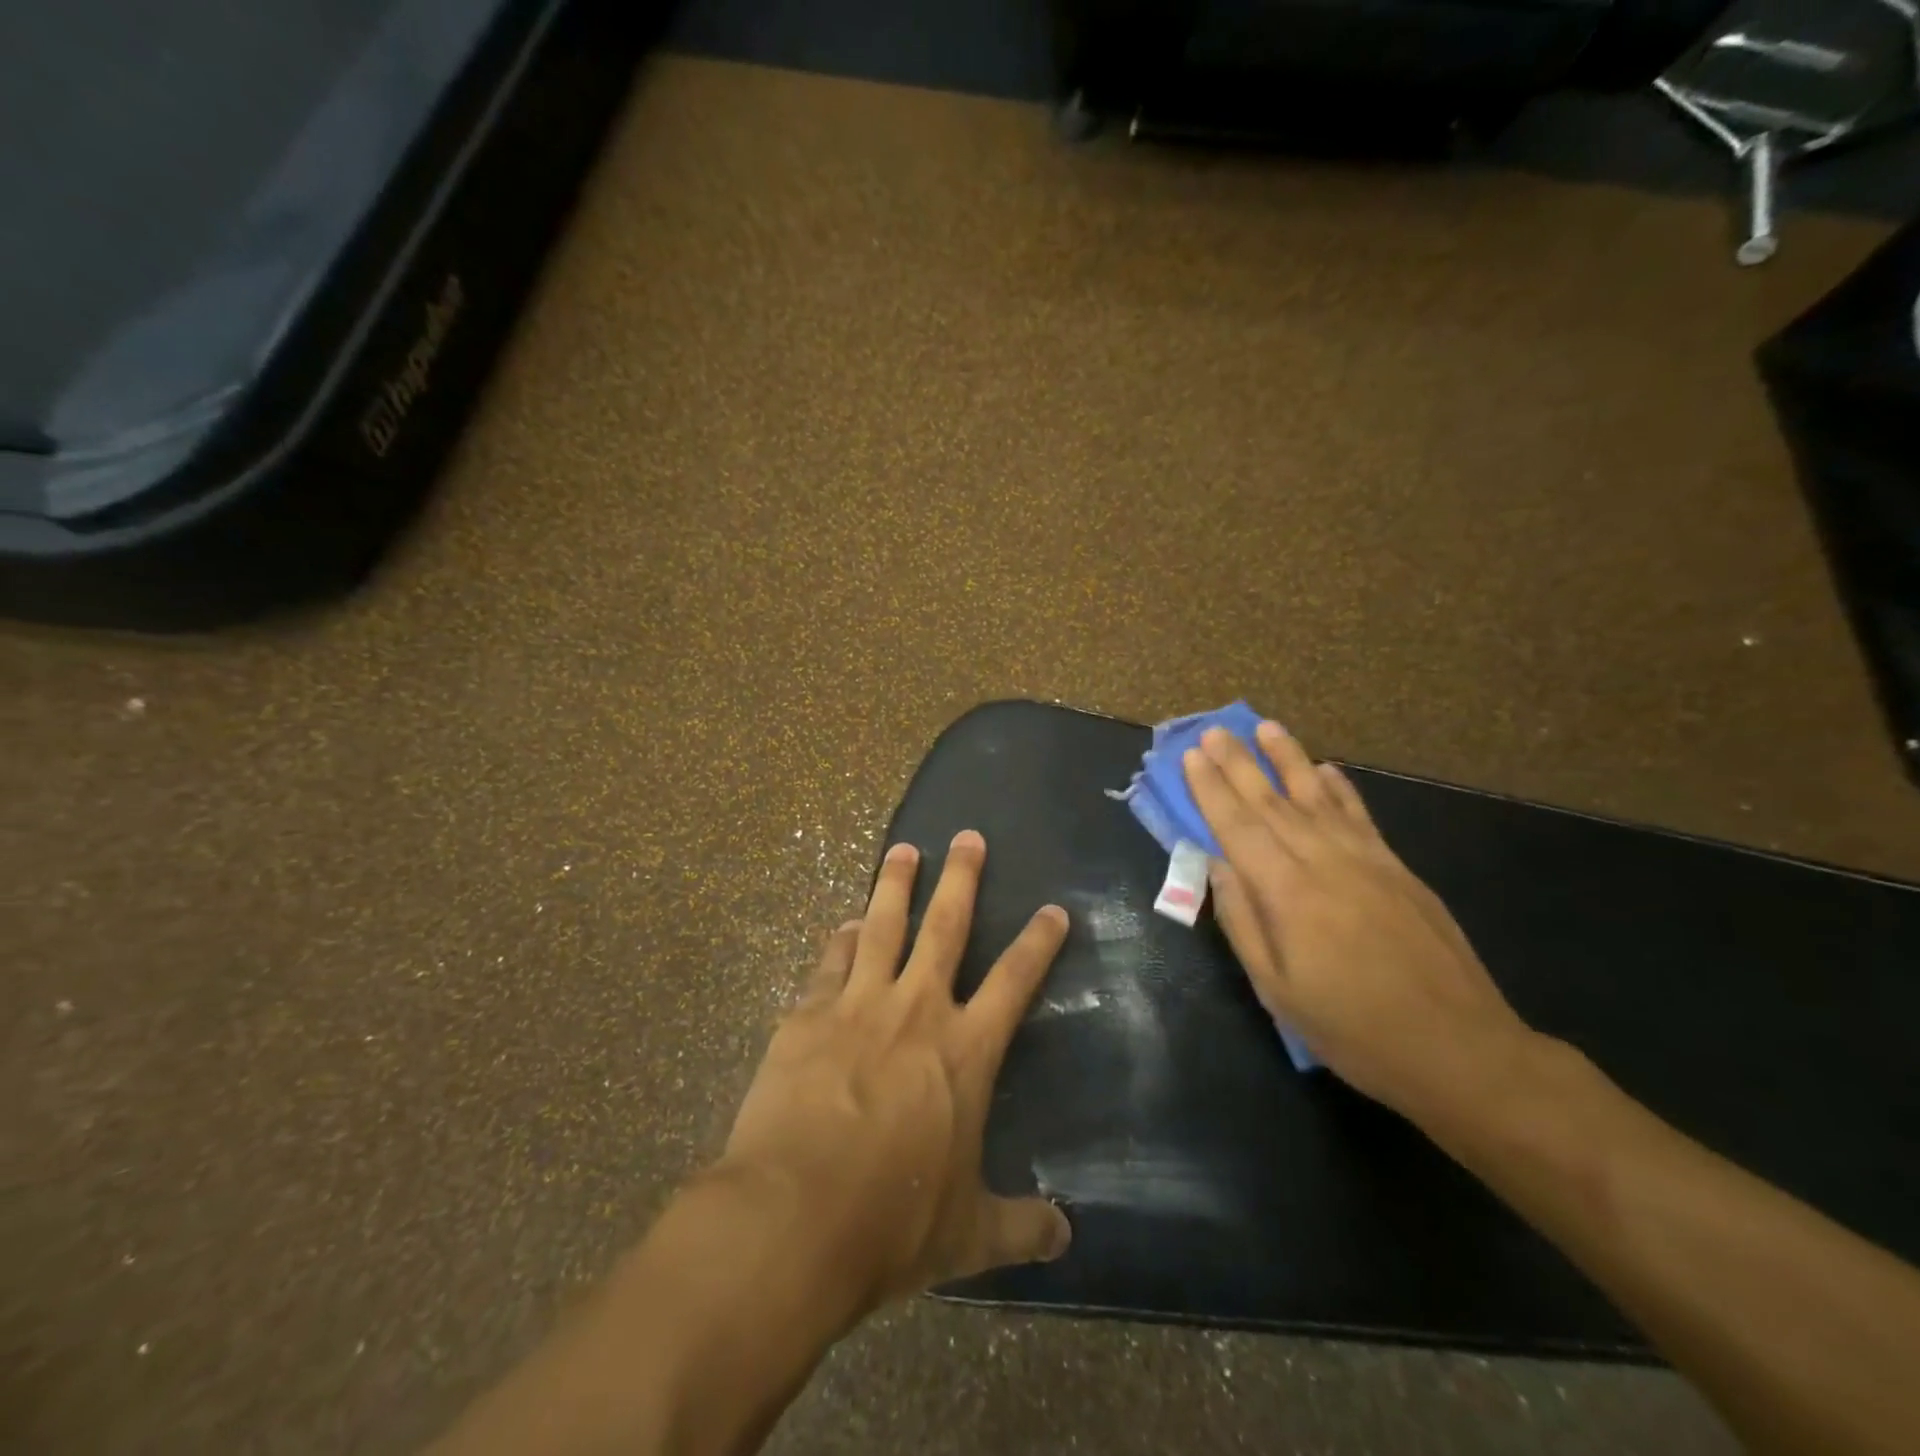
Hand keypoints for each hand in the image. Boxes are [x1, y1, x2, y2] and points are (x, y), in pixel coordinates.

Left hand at [717, 832, 1072, 1316]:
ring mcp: (857, 1004)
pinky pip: (829, 962)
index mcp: (964, 1051)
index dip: (1038, 942)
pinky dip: (839, 939)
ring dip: (894, 885)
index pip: (1015, 981)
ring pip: (881, 926)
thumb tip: (1067, 1239)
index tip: (1052, 909)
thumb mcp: (967, 1234)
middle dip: (961, 878)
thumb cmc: (892, 1221)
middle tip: (968, 836)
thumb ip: (1020, 1228)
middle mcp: (916, 1010)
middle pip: (945, 926)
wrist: (794, 1216)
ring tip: (903, 850)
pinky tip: (842, 924)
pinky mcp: (807, 1014)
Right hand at [1184, 721, 1534, 1120]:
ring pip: (1318, 797)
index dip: (1211, 789)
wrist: (1461, 1050)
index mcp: (1288, 894)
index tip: (1191, 756)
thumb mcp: (1278, 989)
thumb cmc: (1354, 1030)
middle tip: (1216, 730)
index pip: (1238, 827)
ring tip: (1267, 727)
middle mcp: (1325, 863)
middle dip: (1240, 763)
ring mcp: (1367, 862)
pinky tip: (1328, 769)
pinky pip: (1361, 817)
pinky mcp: (1399, 870)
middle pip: (1272, 802)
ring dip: (1290, 759)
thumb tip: (1217, 864)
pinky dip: (1341, 789)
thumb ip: (1243, 921)